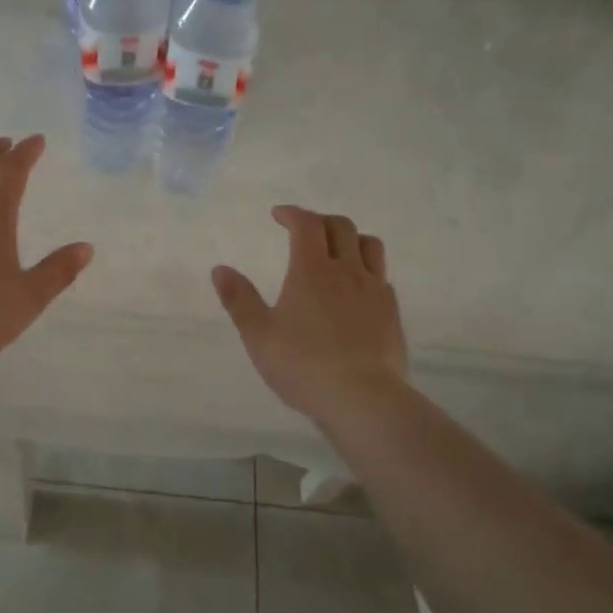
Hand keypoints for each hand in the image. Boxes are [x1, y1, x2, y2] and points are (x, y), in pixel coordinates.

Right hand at [212, 206, 407, 424]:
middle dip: (319, 220)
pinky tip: (356, 288)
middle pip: (341, 227)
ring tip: (335, 250)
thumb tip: (220, 269)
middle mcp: (347, 271)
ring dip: (350, 238)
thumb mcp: (259, 335)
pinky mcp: (392, 312)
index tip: (279, 215)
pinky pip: (381, 275)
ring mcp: (375, 290)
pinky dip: (366, 268)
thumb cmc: (303, 365)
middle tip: (303, 230)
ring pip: (369, 245)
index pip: (306, 225)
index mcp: (312, 271)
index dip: (292, 214)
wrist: (364, 398)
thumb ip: (239, 300)